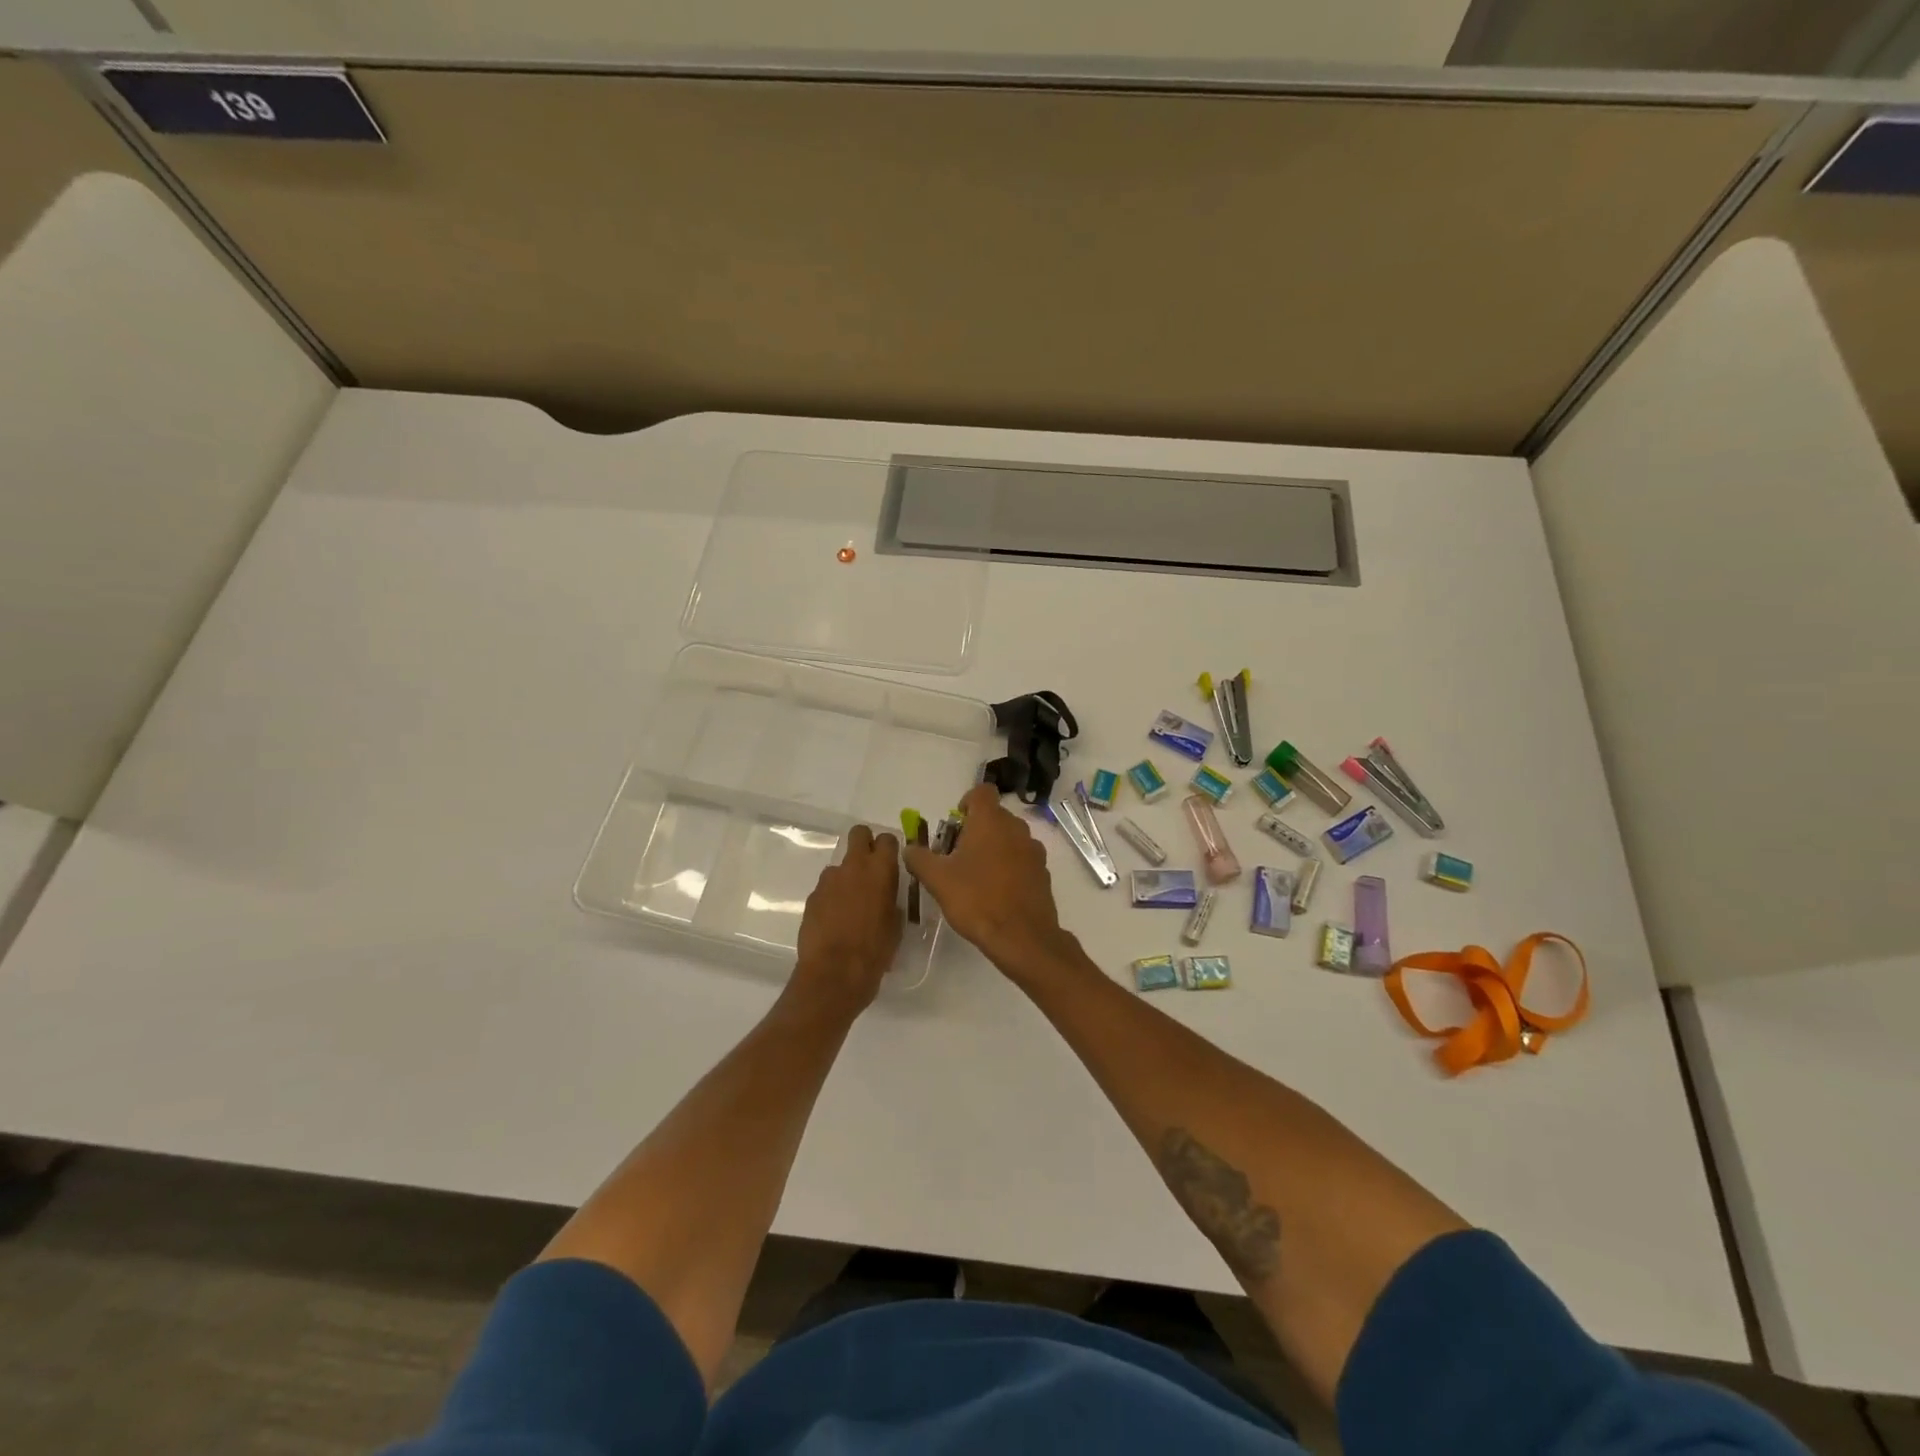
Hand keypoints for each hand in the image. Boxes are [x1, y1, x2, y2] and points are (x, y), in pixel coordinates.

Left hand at [791, 825, 902, 1015]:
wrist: (834, 974)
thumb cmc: (875, 951)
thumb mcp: (896, 926)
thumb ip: (891, 902)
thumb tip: (886, 897)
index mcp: (880, 870)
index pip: (887, 839)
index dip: (889, 848)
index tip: (892, 862)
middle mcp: (853, 867)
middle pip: (858, 834)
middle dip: (865, 844)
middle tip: (870, 869)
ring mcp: (828, 880)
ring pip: (840, 866)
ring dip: (846, 878)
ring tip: (851, 906)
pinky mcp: (812, 897)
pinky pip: (826, 889)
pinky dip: (832, 898)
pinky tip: (835, 921)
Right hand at [904, 783, 1071, 979]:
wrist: (1021, 936)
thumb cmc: (976, 900)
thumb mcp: (937, 879)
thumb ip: (919, 858)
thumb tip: (909, 848)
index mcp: (990, 821)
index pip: (982, 791)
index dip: (967, 801)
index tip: (956, 824)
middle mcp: (1016, 828)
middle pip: (995, 816)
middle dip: (976, 829)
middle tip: (958, 854)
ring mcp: (1033, 850)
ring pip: (1010, 837)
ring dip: (994, 847)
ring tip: (977, 875)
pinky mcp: (1043, 872)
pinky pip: (1022, 859)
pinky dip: (1010, 866)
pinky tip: (997, 891)